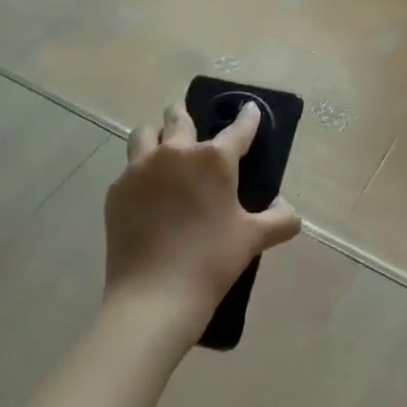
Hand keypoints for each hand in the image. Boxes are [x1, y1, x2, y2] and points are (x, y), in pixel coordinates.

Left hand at [104, 100, 301, 347]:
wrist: (154, 297)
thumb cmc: (211, 261)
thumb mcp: (254, 239)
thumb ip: (280, 219)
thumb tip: (288, 210)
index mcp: (214, 159)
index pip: (238, 128)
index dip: (248, 117)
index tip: (249, 109)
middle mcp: (175, 152)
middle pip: (178, 116)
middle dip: (188, 117)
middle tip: (196, 133)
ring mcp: (140, 169)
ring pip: (146, 133)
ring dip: (158, 136)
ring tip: (166, 154)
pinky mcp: (117, 190)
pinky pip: (129, 167)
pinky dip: (140, 171)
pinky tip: (148, 194)